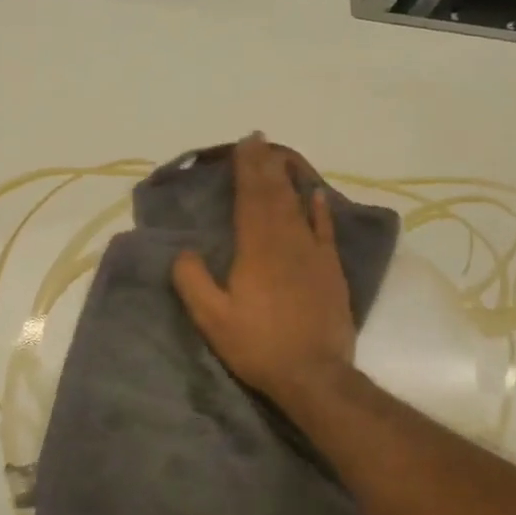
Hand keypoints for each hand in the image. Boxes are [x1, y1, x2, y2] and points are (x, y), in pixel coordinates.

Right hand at [170, 135, 355, 409]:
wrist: (314, 374)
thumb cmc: (258, 346)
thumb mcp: (212, 319)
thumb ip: (193, 281)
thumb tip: (184, 252)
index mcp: (255, 249)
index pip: (250, 198)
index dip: (247, 170)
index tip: (244, 145)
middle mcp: (286, 241)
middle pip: (274, 195)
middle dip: (265, 165)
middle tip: (259, 140)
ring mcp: (313, 254)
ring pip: (298, 206)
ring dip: (288, 179)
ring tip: (281, 157)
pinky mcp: (331, 270)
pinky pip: (325, 229)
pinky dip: (320, 209)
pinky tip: (316, 194)